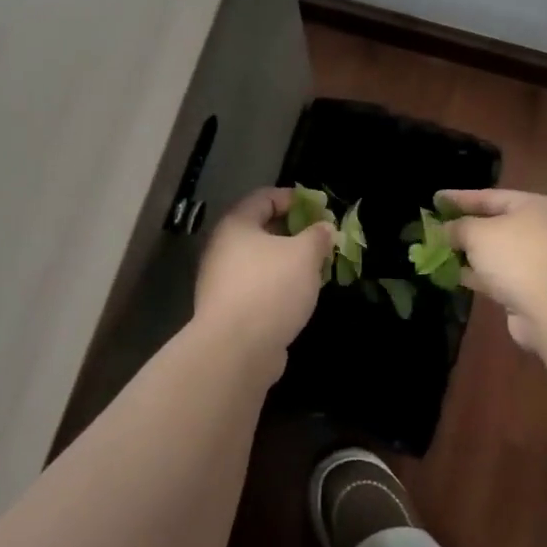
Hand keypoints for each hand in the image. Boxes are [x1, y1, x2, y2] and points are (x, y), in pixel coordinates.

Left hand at [192, 187, 335, 366]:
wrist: (236, 350)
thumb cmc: (271, 288)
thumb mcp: (304, 255)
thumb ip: (317, 236)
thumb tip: (325, 228)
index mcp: (236, 225)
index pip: (264, 197)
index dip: (293, 198)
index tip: (320, 208)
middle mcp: (222, 249)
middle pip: (261, 230)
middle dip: (293, 232)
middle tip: (321, 240)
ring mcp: (221, 282)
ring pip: (260, 261)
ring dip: (287, 262)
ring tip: (315, 269)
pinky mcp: (228, 311)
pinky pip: (257, 287)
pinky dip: (278, 286)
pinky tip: (298, 297)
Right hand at [441, 188, 546, 351]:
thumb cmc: (517, 256)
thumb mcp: (479, 233)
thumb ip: (457, 227)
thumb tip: (443, 230)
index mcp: (532, 207)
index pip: (489, 196)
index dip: (460, 198)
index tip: (435, 199)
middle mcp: (537, 230)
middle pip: (492, 224)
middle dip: (462, 227)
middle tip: (432, 227)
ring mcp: (534, 262)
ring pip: (492, 253)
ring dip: (466, 253)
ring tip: (434, 251)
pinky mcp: (527, 290)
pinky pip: (494, 276)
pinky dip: (474, 274)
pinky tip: (450, 274)